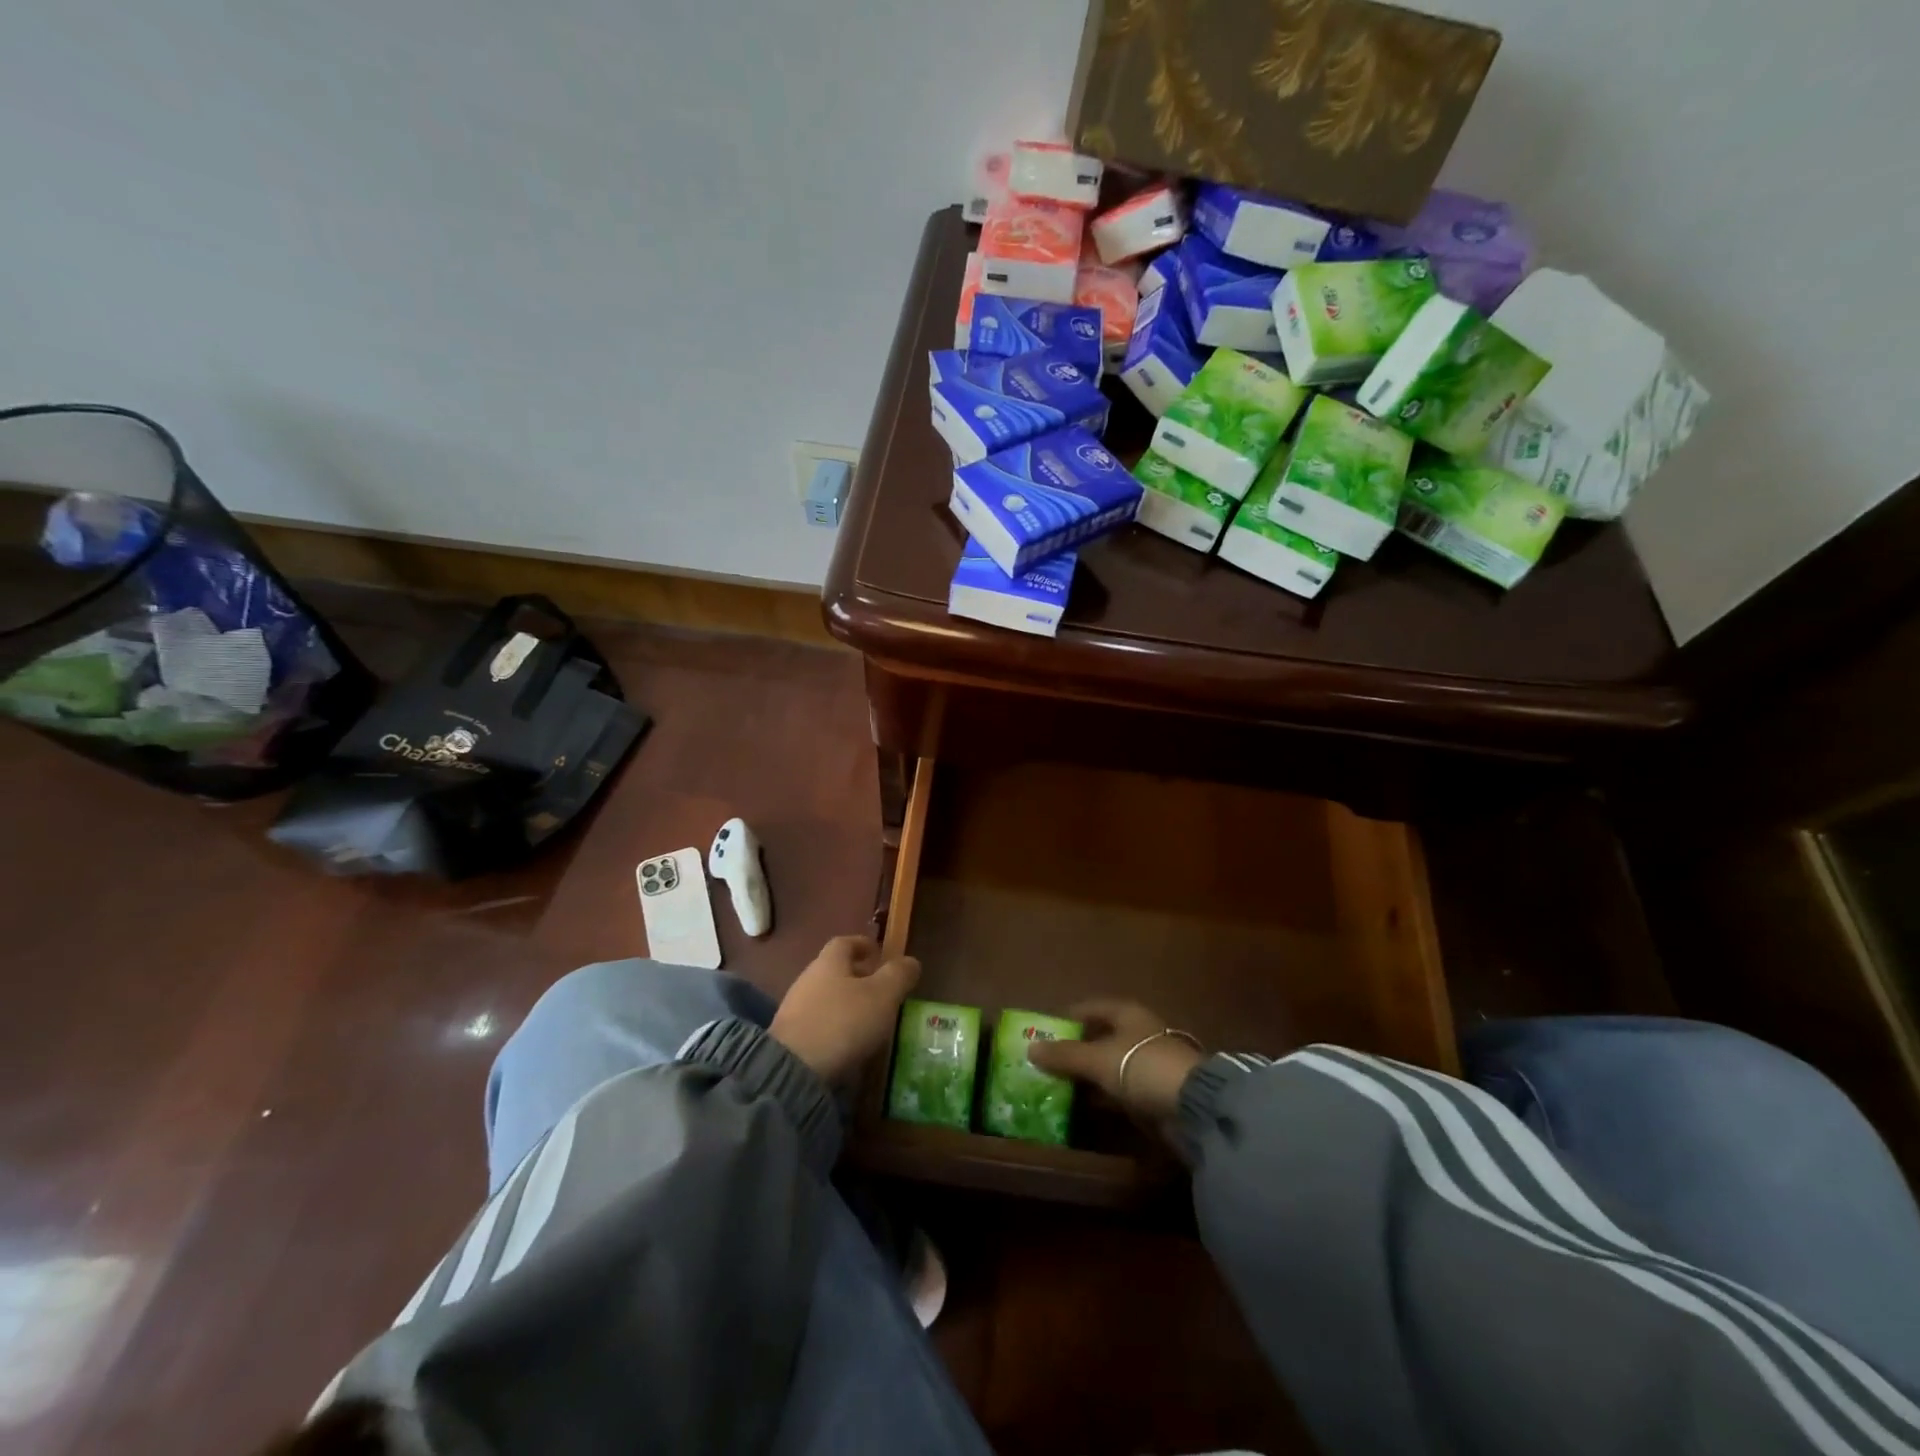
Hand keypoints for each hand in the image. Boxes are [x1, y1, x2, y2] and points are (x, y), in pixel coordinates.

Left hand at [770, 935, 920, 1084]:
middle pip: (835, 969)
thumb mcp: (882, 995)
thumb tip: (911, 961)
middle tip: (881, 989)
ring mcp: (795, 1008)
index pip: (846, 942)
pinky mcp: (790, 1037)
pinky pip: (818, 1022)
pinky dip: (835, 1025)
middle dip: (858, 976)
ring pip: (827, 996)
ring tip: (869, 1019)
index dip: (864, 944)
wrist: (794, 1069)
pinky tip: (848, 1042)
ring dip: (847, 1003)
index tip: (880, 953)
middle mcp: (808, 978)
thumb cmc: (843, 1022)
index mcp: (829, 962)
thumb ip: (899, 975)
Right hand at [1025, 1000, 1205, 1121]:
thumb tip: (1030, 1048)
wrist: (1193, 1105)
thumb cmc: (1141, 1066)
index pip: (1091, 1007)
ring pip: (1111, 1064)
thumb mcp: (1097, 1059)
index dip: (1068, 1017)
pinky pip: (1121, 1087)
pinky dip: (1104, 1094)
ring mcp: (1149, 1061)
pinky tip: (1086, 1105)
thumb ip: (1065, 1055)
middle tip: (1047, 1061)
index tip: (1045, 1030)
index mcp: (1127, 1013)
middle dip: (1076, 1049)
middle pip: (1101, 1036)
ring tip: (1059, 1085)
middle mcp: (1139, 1032)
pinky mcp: (1156, 1090)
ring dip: (1089, 1074)